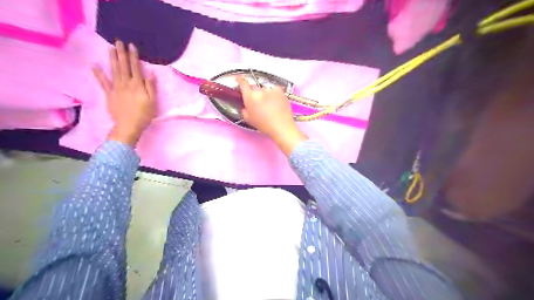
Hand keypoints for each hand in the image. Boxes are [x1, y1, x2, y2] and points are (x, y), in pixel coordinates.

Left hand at [93, 40, 156, 145]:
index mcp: (137, 85)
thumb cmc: (144, 115)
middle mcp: (126, 84)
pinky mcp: (109, 94)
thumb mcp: (153, 102)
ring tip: (110, 48)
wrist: (128, 126)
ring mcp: (116, 88)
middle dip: (121, 53)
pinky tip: (94, 65)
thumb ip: (151, 87)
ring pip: (114, 70)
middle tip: (118, 41)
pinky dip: (98, 74)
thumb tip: (151, 74)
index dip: (134, 56)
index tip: (132, 46)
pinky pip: (103, 82)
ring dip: (112, 59)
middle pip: (123, 66)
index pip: (136, 68)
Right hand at [237, 76, 306, 155]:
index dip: (240, 80)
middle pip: (254, 87)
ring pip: (265, 89)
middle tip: (258, 101)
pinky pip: (274, 89)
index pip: (243, 84)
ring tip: (269, 104)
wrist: (281, 126)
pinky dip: (274, 93)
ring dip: (265, 93)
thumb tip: (245, 104)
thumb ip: (244, 109)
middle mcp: (259, 91)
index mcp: (250, 97)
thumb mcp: (248, 119)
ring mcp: (270, 90)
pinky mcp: (280, 91)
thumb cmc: (264, 125)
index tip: (239, 78)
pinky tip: (276, 101)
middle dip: (254, 92)